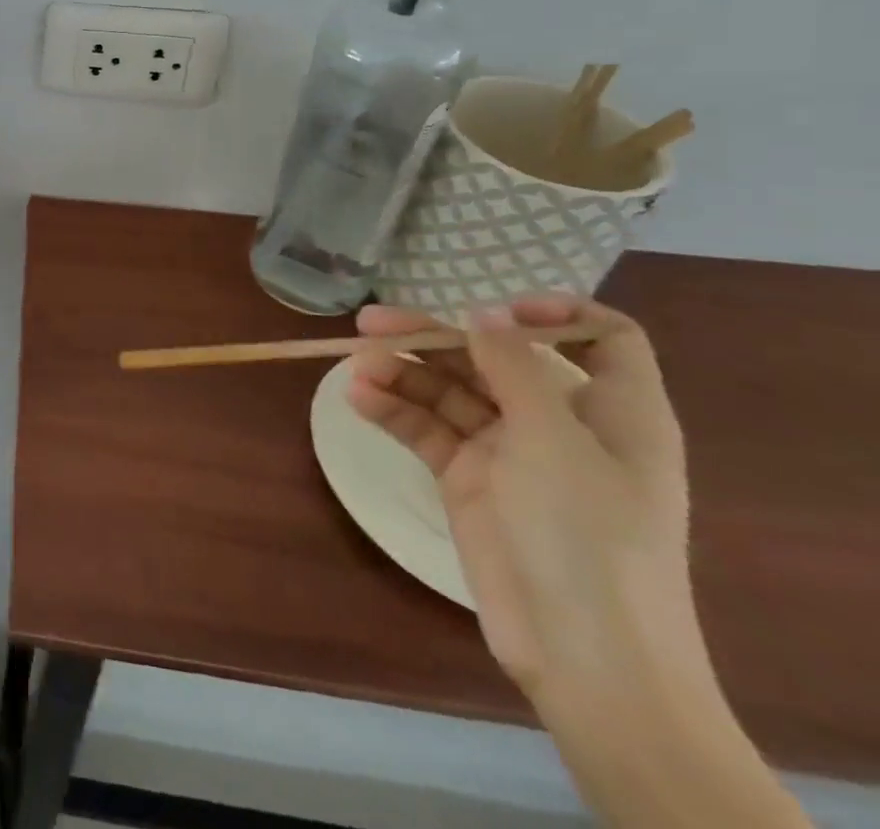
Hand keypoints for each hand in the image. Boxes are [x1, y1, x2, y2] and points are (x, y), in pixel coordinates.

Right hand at [350, 295, 696, 701]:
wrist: (584, 656)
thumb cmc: (587, 537)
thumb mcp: (553, 441)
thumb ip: (514, 368)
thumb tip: (482, 313)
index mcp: (612, 412)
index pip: (602, 339)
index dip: (555, 314)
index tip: (494, 309)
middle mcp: (560, 424)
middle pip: (495, 359)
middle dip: (434, 338)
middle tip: (369, 325)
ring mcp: (510, 452)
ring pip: (450, 392)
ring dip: (401, 375)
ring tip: (353, 367)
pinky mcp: (469, 480)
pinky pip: (426, 430)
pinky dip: (393, 411)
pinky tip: (357, 400)